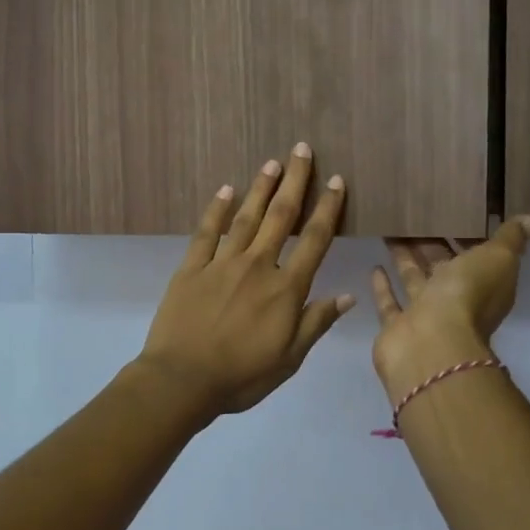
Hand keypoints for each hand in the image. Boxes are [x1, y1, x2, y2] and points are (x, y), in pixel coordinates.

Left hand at [137, 144, 353, 417]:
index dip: (327, 209)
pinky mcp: (191, 269)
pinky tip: (225, 190)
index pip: (314, 241)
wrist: (182, 380)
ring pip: (246, 218)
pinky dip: (217, 210)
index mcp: (285, 290)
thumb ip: (316, 323)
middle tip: (301, 149)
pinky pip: (206, 233)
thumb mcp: (289, 359)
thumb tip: (347, 295)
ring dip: (260, 188)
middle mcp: (257, 267)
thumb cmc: (241, 376)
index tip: (336, 181)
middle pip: (280, 217)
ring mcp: (221, 264)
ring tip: (271, 162)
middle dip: (294, 181)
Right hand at [369, 217, 529, 400]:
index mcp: (486, 285)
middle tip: (415, 217)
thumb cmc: (467, 296)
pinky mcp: (397, 326)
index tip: (454, 212)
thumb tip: (529, 220)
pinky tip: (375, 266)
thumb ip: (509, 239)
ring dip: (404, 259)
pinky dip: (383, 286)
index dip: (468, 237)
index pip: (479, 257)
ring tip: (390, 231)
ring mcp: (426, 315)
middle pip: (443, 267)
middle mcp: (457, 301)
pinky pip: (391, 302)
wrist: (431, 344)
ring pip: (415, 281)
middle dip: (431, 245)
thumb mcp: (498, 258)